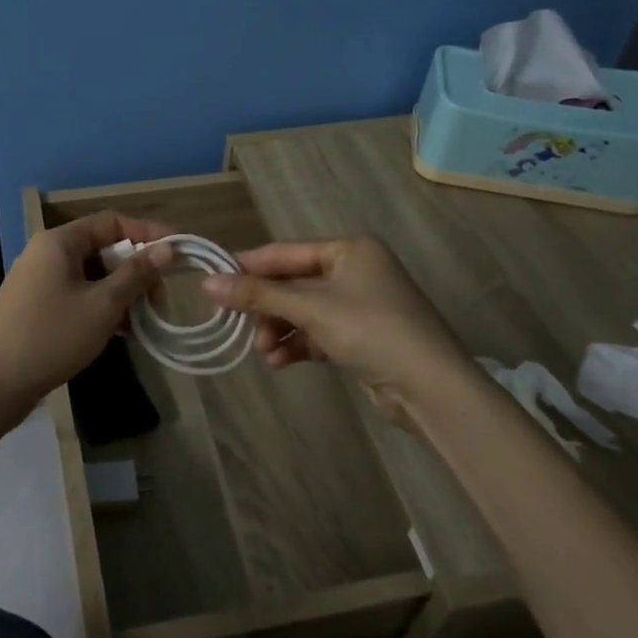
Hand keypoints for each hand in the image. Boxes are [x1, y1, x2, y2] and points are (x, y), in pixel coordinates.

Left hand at [0, 212, 174, 424]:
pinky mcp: (37, 308)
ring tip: (144, 323)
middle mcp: (48, 254)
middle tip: (160, 301)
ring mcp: (40, 282)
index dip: (147, 233)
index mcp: (60, 242)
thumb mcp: (102, 305)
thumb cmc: (50, 336)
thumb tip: (168, 247)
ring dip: (122, 295)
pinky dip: (102, 309)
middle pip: (103, 250)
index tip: (178, 253)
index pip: (112, 222)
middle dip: (136, 272)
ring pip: (93, 277)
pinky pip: (79, 297)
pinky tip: (122, 334)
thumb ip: (136, 274)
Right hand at [199, 237, 469, 417]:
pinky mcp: (362, 338)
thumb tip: (207, 282)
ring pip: (303, 311)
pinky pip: (318, 333)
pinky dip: (298, 344)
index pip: (286, 253)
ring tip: (263, 352)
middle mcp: (355, 271)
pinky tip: (280, 362)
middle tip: (237, 325)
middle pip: (293, 284)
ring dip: (279, 330)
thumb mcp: (310, 308)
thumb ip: (258, 295)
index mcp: (349, 250)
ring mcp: (360, 306)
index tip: (213, 281)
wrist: (431, 388)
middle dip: (266, 308)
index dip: (249, 267)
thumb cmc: (370, 330)